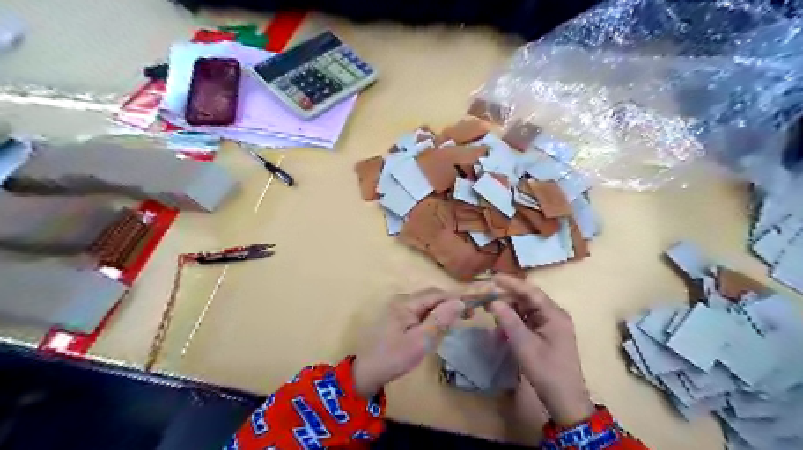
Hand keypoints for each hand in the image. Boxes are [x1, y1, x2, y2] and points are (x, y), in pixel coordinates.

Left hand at [355, 288, 467, 396]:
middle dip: (452, 303)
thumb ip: (439, 320)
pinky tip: (443, 324)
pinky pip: (422, 311)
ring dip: (444, 309)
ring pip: (428, 303)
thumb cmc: (394, 358)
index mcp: (406, 303)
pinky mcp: (400, 317)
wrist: (367, 372)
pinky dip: (435, 316)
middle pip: (433, 296)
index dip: (457, 297)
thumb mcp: (420, 341)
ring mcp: (400, 308)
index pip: (437, 294)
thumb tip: (459, 302)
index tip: (475, 304)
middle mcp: (403, 300)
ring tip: (461, 319)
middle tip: (470, 315)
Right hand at [486, 274, 590, 424]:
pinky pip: (526, 321)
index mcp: (554, 314)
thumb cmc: (546, 371)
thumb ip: (509, 321)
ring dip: (508, 309)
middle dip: (507, 296)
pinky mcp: (545, 334)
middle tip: (486, 296)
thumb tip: (494, 301)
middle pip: (527, 299)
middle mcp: (553, 315)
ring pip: (525, 309)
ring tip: (489, 309)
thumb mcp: (524, 346)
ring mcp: (549, 325)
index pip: (531, 291)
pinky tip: (500, 326)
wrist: (565, 401)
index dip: (511, 283)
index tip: (493, 278)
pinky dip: (513, 321)